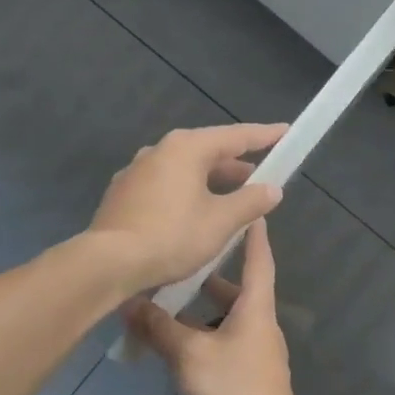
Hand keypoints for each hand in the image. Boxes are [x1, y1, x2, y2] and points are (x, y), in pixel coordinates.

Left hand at [87, 123, 287, 293]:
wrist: (109, 263)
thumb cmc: (172, 236)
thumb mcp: (221, 222)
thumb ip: (250, 202)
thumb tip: (272, 189)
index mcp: (185, 148)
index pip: (234, 136)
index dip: (263, 136)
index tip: (284, 132)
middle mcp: (158, 151)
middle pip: (206, 152)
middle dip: (234, 166)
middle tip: (259, 179)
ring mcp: (136, 172)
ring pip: (183, 171)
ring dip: (209, 183)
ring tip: (229, 202)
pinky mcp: (122, 195)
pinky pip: (164, 187)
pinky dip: (185, 194)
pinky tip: (192, 216)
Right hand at [126, 220, 311, 394]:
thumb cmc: (233, 390)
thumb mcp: (190, 354)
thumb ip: (159, 328)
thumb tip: (129, 303)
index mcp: (255, 309)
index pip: (258, 260)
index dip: (253, 234)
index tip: (247, 211)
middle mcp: (258, 325)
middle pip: (235, 290)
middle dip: (208, 275)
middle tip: (177, 256)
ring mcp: (252, 353)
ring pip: (222, 320)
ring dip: (196, 311)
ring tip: (161, 300)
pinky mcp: (242, 378)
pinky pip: (217, 345)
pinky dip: (196, 338)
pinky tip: (169, 343)